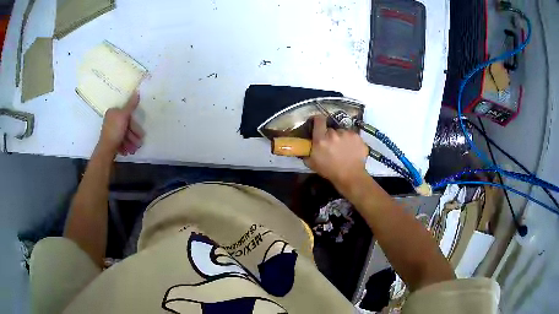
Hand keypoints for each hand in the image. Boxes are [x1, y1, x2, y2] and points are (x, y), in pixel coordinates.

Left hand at [98, 92, 144, 155]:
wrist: (106, 150)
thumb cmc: (115, 132)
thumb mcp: (124, 116)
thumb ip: (131, 105)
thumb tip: (137, 91)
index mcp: (113, 113)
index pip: (126, 115)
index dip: (134, 124)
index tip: (140, 133)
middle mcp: (111, 121)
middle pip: (126, 126)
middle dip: (133, 135)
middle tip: (139, 143)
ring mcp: (110, 132)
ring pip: (124, 135)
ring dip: (131, 142)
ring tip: (134, 149)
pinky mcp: (111, 142)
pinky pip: (121, 142)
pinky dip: (126, 146)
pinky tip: (128, 151)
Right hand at [304, 115, 368, 186]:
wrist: (350, 177)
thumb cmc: (330, 171)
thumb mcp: (312, 164)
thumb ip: (307, 153)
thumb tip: (304, 148)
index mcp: (321, 139)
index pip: (318, 120)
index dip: (318, 120)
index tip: (318, 123)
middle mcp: (334, 133)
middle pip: (331, 129)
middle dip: (330, 135)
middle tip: (332, 145)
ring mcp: (347, 134)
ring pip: (342, 132)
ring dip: (342, 138)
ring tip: (343, 149)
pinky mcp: (357, 137)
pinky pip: (352, 136)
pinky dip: (351, 141)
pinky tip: (351, 150)